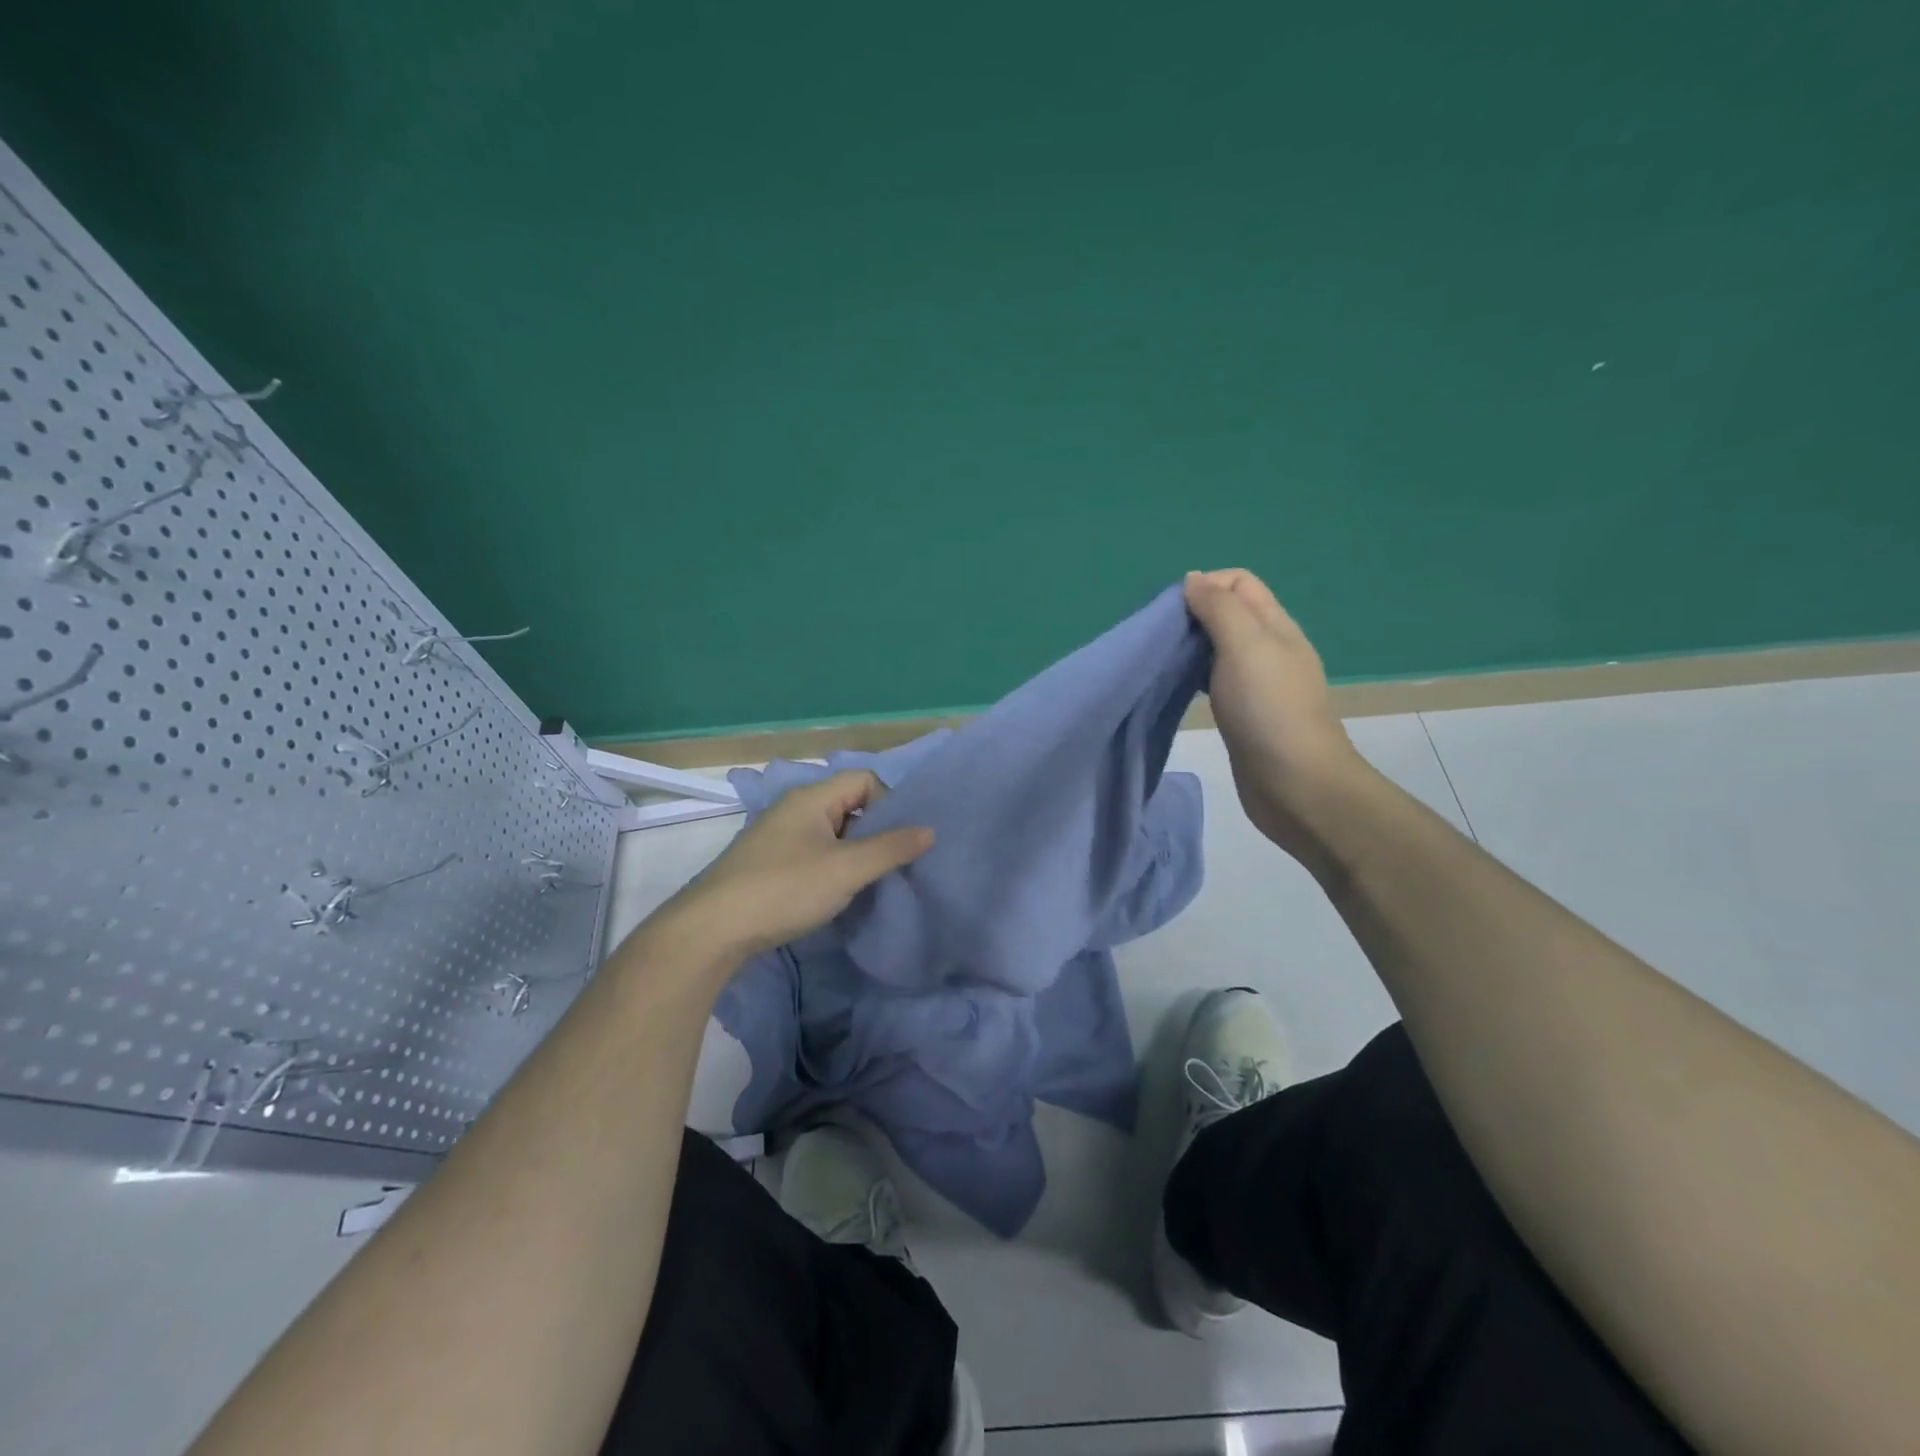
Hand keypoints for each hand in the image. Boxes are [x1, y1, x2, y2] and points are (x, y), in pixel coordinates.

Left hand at [665, 770, 933, 959]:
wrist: (712, 930)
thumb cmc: (784, 889)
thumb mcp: (846, 869)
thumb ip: (891, 848)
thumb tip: (929, 830)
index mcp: (811, 798)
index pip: (864, 779)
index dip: (889, 803)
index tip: (897, 840)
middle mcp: (793, 808)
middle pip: (848, 803)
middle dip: (874, 829)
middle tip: (888, 863)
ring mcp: (777, 835)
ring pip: (830, 831)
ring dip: (853, 851)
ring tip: (864, 882)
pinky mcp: (767, 862)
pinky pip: (812, 851)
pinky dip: (830, 865)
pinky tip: (832, 893)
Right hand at [1184, 569, 1368, 867]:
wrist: (1296, 785)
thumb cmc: (1269, 709)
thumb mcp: (1244, 645)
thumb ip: (1219, 608)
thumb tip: (1193, 579)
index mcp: (1274, 625)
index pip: (1239, 582)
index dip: (1205, 585)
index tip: (1172, 612)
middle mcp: (1268, 649)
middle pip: (1227, 613)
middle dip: (1191, 616)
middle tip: (1160, 638)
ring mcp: (1257, 684)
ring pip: (1218, 649)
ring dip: (1189, 648)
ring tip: (1162, 662)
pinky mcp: (1244, 714)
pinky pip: (1214, 681)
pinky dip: (1193, 678)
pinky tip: (1176, 690)